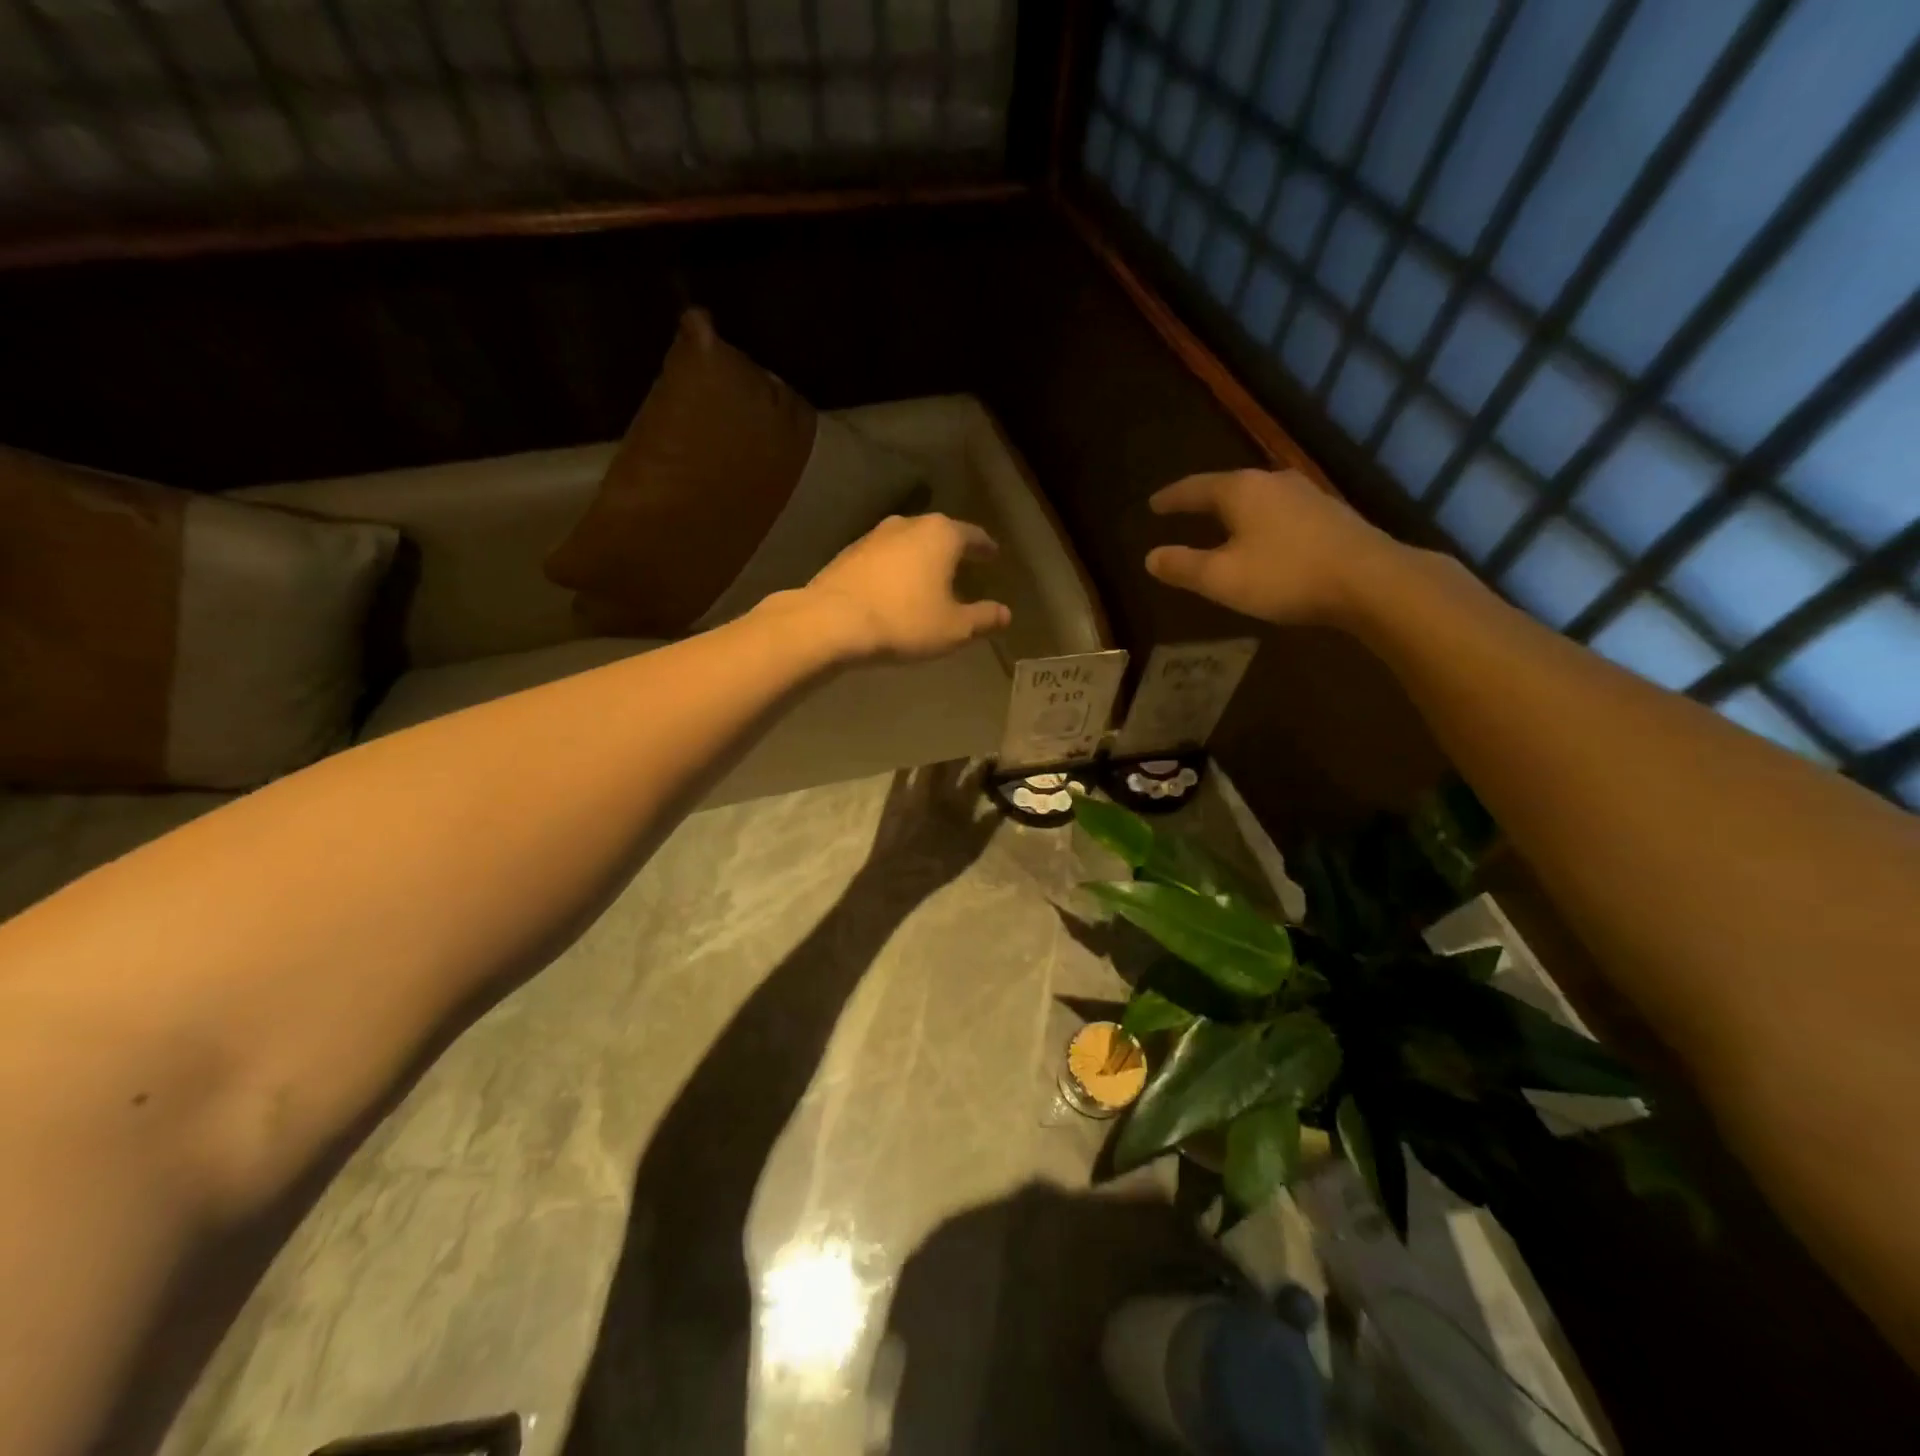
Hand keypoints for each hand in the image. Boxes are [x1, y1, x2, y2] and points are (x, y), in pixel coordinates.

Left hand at [797, 513, 1011, 661]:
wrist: (831, 621)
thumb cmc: (903, 621)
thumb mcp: (953, 628)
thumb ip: (983, 618)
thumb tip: (1005, 614)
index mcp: (942, 535)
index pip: (973, 536)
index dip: (986, 548)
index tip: (994, 556)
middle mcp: (909, 525)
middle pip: (940, 534)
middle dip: (953, 550)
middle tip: (964, 566)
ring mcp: (874, 535)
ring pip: (909, 543)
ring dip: (921, 559)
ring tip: (929, 579)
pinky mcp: (849, 553)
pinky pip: (884, 558)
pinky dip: (896, 569)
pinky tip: (895, 588)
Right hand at [1144, 469, 1400, 626]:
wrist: (1370, 580)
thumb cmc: (1286, 575)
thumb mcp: (1222, 578)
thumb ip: (1183, 567)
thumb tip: (1150, 558)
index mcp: (1241, 490)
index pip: (1195, 488)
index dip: (1171, 499)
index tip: (1153, 504)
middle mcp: (1273, 482)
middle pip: (1229, 487)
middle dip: (1204, 500)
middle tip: (1184, 510)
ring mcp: (1306, 495)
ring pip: (1258, 498)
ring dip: (1235, 511)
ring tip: (1221, 524)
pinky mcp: (1330, 514)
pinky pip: (1281, 512)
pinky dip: (1261, 522)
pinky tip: (1264, 538)